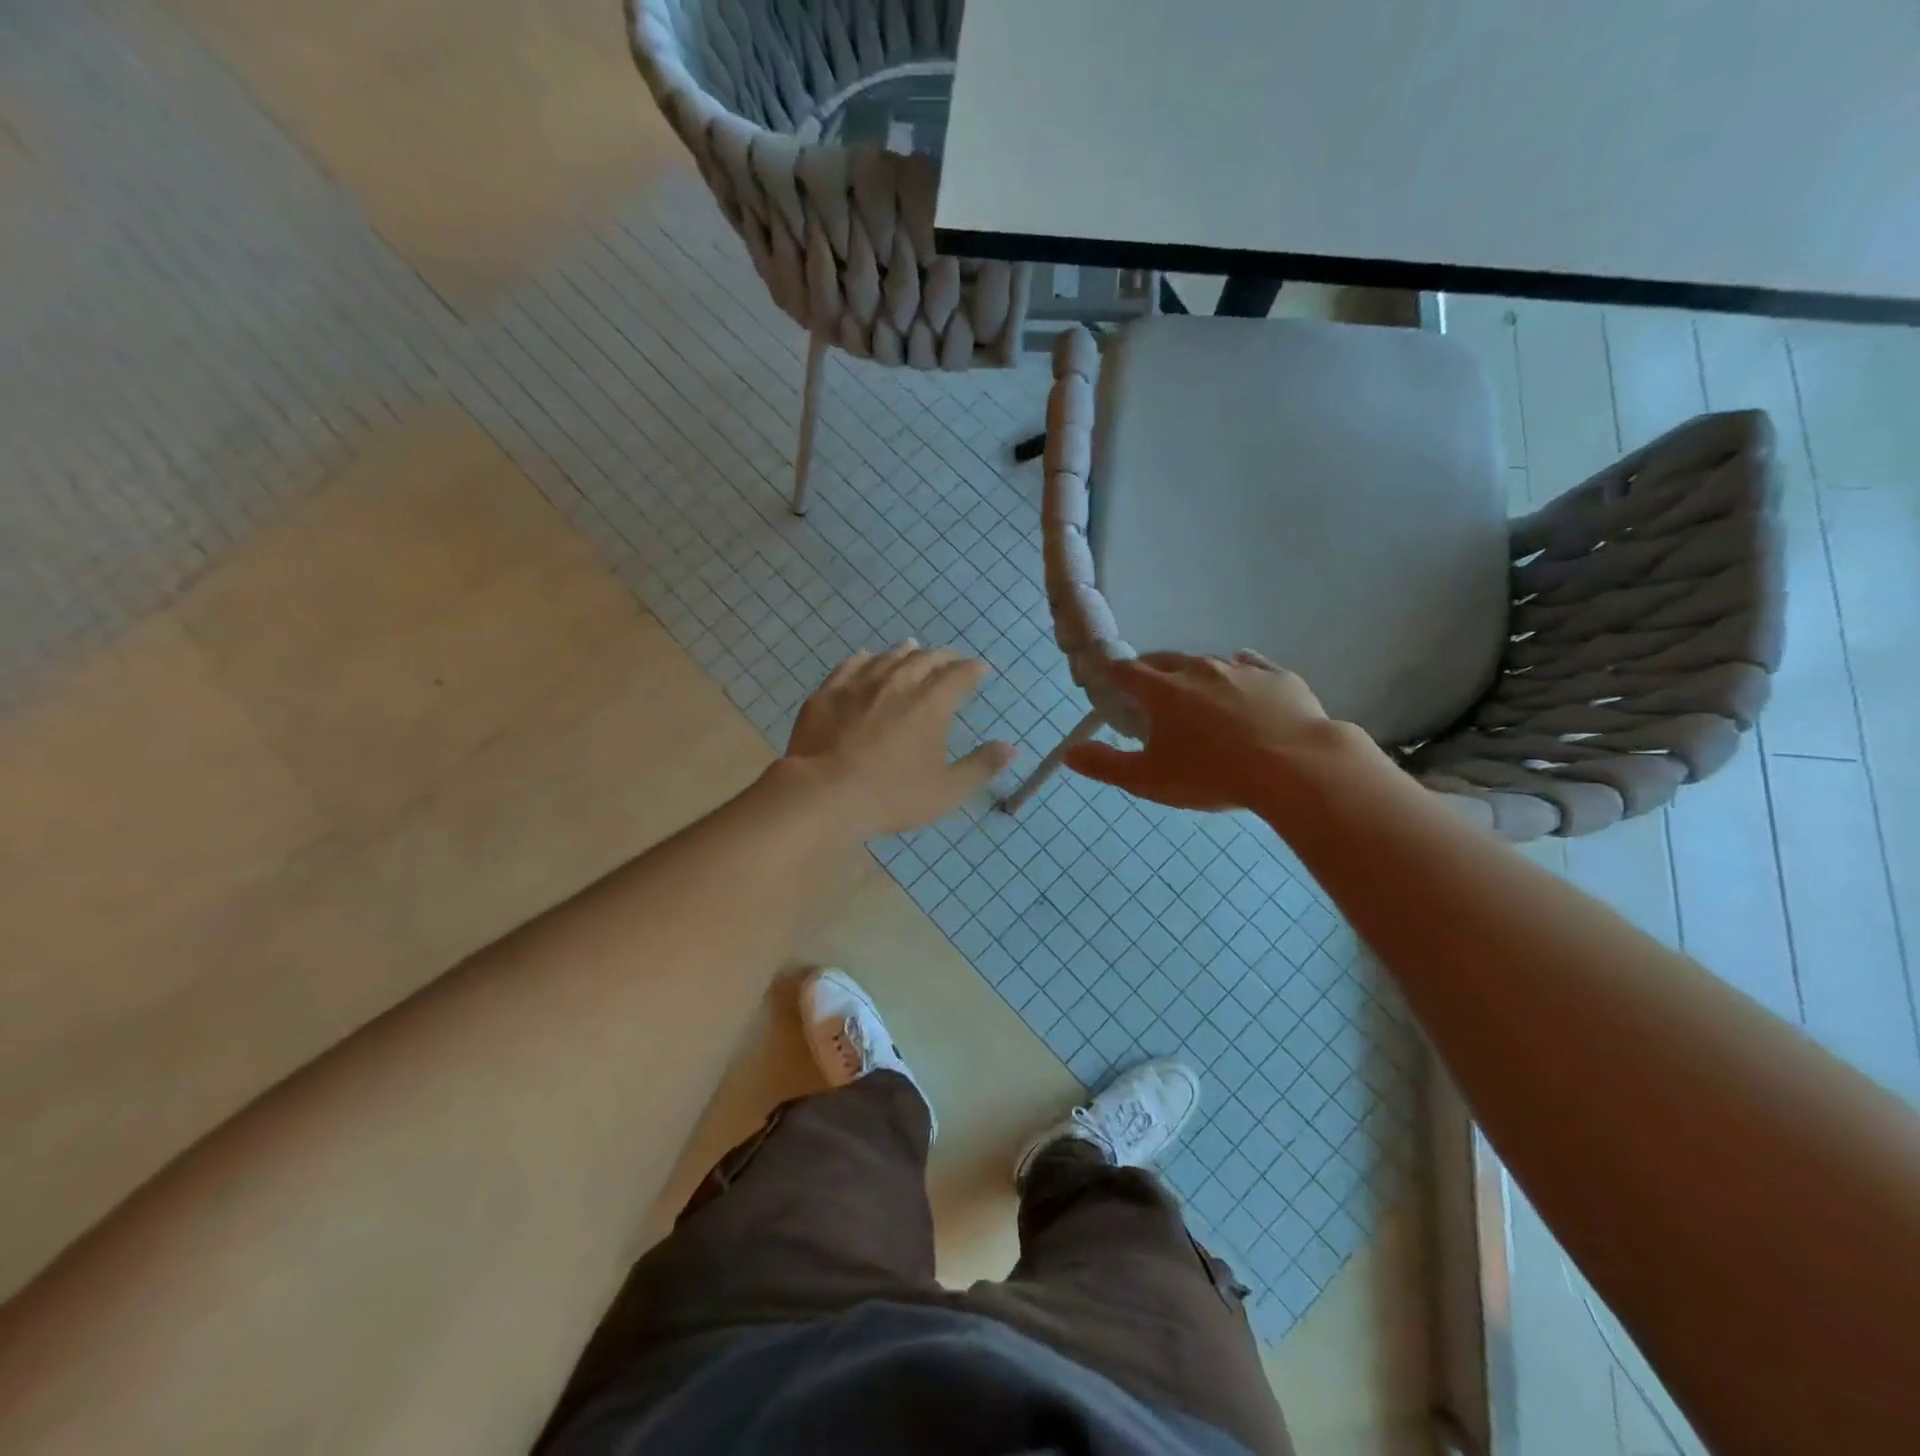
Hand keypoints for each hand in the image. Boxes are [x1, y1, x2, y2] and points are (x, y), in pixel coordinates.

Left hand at [784, 643, 1015, 836]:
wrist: (824, 794)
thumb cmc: (892, 795)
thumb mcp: (946, 791)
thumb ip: (981, 766)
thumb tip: (1009, 747)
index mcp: (931, 703)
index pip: (960, 674)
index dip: (973, 670)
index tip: (981, 669)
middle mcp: (898, 682)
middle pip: (926, 659)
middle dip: (943, 657)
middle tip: (950, 661)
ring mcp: (860, 683)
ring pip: (889, 657)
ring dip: (906, 652)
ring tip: (913, 649)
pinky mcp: (829, 691)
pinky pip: (851, 664)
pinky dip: (866, 659)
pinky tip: (866, 659)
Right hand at [1066, 651, 1353, 811]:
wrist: (1295, 767)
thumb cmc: (1213, 775)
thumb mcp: (1149, 780)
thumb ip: (1106, 765)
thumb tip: (1070, 753)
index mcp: (1162, 690)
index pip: (1126, 670)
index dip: (1113, 675)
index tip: (1110, 685)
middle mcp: (1198, 669)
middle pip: (1165, 660)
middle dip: (1152, 673)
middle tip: (1151, 697)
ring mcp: (1240, 669)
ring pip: (1208, 664)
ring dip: (1196, 678)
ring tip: (1199, 701)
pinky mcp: (1277, 677)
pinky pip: (1252, 666)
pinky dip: (1241, 673)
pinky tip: (1244, 685)